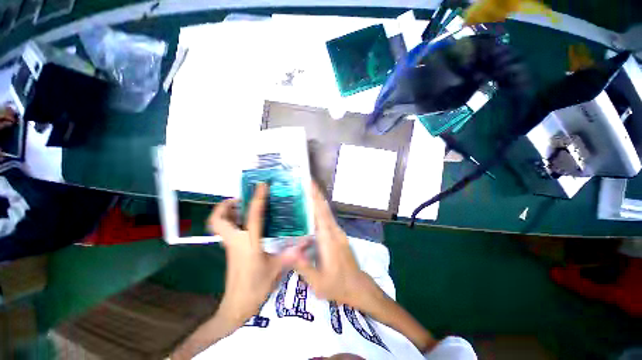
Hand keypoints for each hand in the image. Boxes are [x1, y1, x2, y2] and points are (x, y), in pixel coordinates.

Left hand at [207, 183, 284, 325]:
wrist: (237, 307)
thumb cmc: (256, 287)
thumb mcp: (276, 269)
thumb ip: (291, 253)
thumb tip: (307, 241)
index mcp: (248, 243)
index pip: (253, 215)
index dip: (258, 198)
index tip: (262, 186)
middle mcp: (235, 241)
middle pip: (218, 219)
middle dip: (225, 205)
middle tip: (242, 199)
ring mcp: (230, 246)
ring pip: (220, 225)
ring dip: (228, 212)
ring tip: (245, 207)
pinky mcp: (231, 251)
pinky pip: (228, 231)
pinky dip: (234, 222)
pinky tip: (250, 224)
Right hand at [282, 183, 380, 310]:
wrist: (358, 286)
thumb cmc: (338, 285)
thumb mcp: (318, 281)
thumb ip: (303, 266)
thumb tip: (289, 250)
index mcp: (328, 239)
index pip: (320, 214)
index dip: (315, 198)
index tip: (309, 184)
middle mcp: (334, 232)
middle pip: (324, 208)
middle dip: (316, 194)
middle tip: (306, 181)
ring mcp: (338, 232)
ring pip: (327, 212)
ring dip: (318, 200)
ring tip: (308, 191)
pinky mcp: (338, 235)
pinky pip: (328, 218)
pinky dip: (321, 209)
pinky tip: (313, 209)